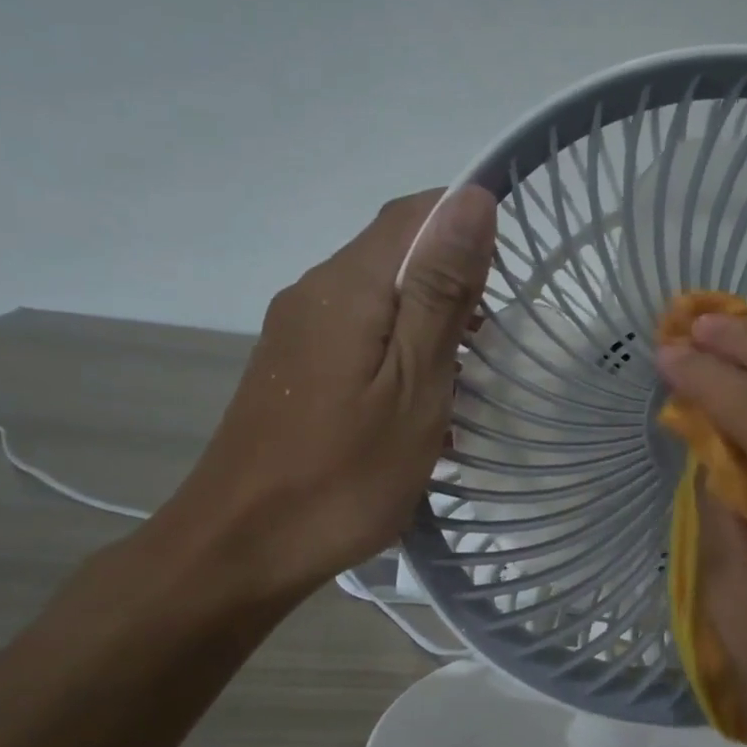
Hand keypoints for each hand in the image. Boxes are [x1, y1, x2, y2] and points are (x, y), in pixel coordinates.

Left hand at [152, 186, 497, 610]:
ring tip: (461, 381)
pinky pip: (356, 333)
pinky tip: (414, 402)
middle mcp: (314, 291)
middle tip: (489, 347)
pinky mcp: (291, 368)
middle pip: (394, 251)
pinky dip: (397, 350)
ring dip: (428, 321)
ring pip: (377, 296)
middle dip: (453, 282)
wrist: (240, 547)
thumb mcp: (414, 384)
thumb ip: (440, 290)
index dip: (468, 226)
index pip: (415, 211)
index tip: (505, 285)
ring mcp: (295, 331)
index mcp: (348, 285)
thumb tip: (471, 198)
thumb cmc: (343, 474)